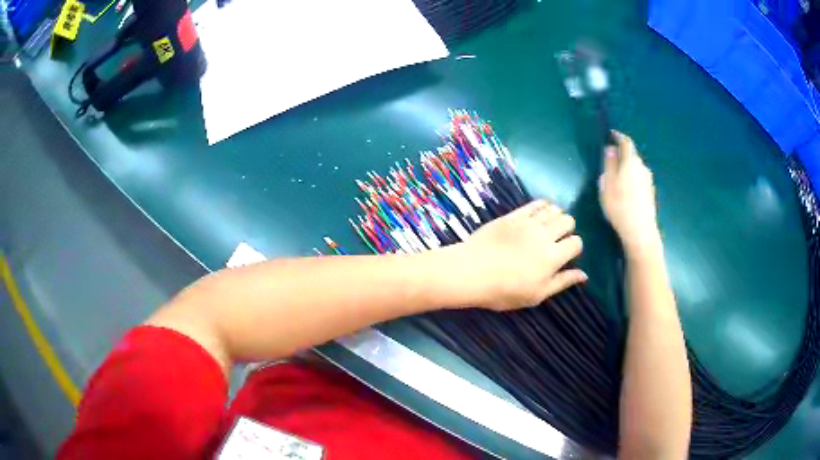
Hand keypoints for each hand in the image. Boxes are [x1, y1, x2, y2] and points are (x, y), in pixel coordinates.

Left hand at [450, 200, 586, 310]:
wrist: (471, 271)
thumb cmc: (504, 290)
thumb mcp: (536, 295)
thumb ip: (562, 282)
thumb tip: (584, 275)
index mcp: (553, 257)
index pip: (576, 243)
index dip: (574, 248)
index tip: (565, 255)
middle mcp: (545, 235)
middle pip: (568, 221)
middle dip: (568, 229)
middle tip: (557, 240)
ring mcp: (529, 222)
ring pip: (554, 209)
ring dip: (556, 216)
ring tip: (548, 227)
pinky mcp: (514, 215)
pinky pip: (535, 203)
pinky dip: (542, 206)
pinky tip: (539, 215)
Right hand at [599, 131, 661, 256]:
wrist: (640, 232)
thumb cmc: (620, 206)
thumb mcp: (607, 184)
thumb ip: (609, 164)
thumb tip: (611, 148)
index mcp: (631, 162)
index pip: (626, 142)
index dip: (618, 136)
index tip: (611, 134)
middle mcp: (642, 168)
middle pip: (632, 155)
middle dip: (622, 154)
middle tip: (611, 160)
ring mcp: (649, 181)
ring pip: (636, 168)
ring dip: (627, 168)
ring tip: (617, 178)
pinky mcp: (650, 193)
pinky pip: (639, 179)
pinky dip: (632, 179)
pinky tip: (626, 192)